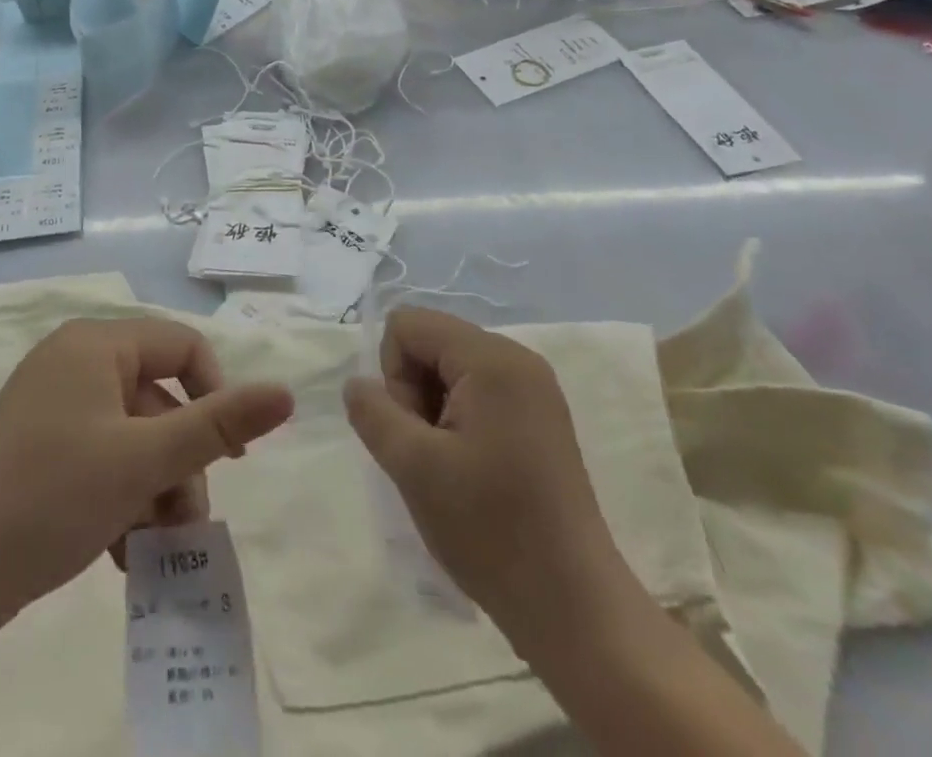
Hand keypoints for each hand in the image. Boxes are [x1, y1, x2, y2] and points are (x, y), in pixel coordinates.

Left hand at [0, 318, 292, 657]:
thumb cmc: (55, 495)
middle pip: (158, 399)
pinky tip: (121, 552)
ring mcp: (53, 402)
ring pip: (133, 436)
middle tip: (185, 524)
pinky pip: (102, 455)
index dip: (215, 396)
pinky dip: (121, 498)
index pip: (182, 346)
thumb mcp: (145, 460)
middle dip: (181, 464)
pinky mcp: (40, 443)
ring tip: (152, 551)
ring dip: (155, 491)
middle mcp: (75, 359)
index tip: (230, 458)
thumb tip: (286, 392)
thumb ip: (219, 423)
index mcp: (97, 342)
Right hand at [343, 308, 627, 633]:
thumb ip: (374, 413)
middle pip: (432, 342)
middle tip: (432, 455)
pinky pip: (478, 391)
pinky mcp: (541, 417)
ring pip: (451, 369)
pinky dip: (459, 421)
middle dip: (415, 391)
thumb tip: (356, 383)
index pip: (409, 325)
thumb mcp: (413, 467)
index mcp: (491, 358)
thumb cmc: (491, 530)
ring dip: (435, 410)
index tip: (415, 432)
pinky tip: (472, 471)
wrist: (574, 607)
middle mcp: (517, 358)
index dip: (395, 374)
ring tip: (452, 467)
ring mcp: (534, 388)